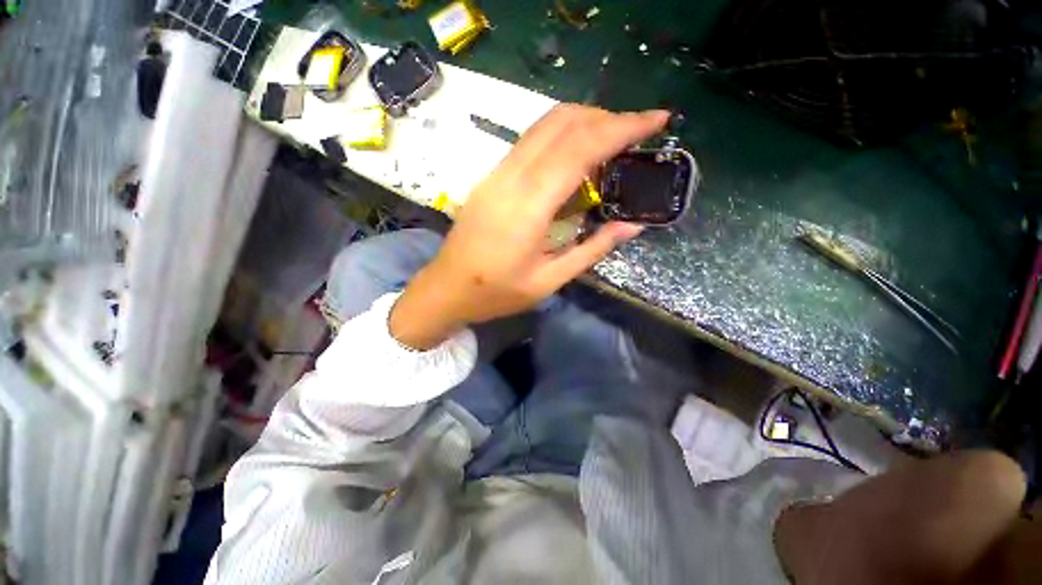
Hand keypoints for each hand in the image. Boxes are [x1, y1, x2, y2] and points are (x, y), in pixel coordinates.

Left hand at [390, 104, 669, 348]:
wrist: (446, 288)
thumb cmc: (496, 293)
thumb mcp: (548, 281)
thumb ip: (591, 250)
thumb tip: (631, 226)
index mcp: (529, 205)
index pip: (580, 148)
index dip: (622, 127)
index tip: (656, 119)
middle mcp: (511, 176)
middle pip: (563, 122)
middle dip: (607, 117)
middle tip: (637, 132)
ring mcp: (496, 172)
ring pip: (544, 125)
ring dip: (584, 121)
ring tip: (613, 139)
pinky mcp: (491, 176)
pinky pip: (530, 140)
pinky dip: (562, 135)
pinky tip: (576, 156)